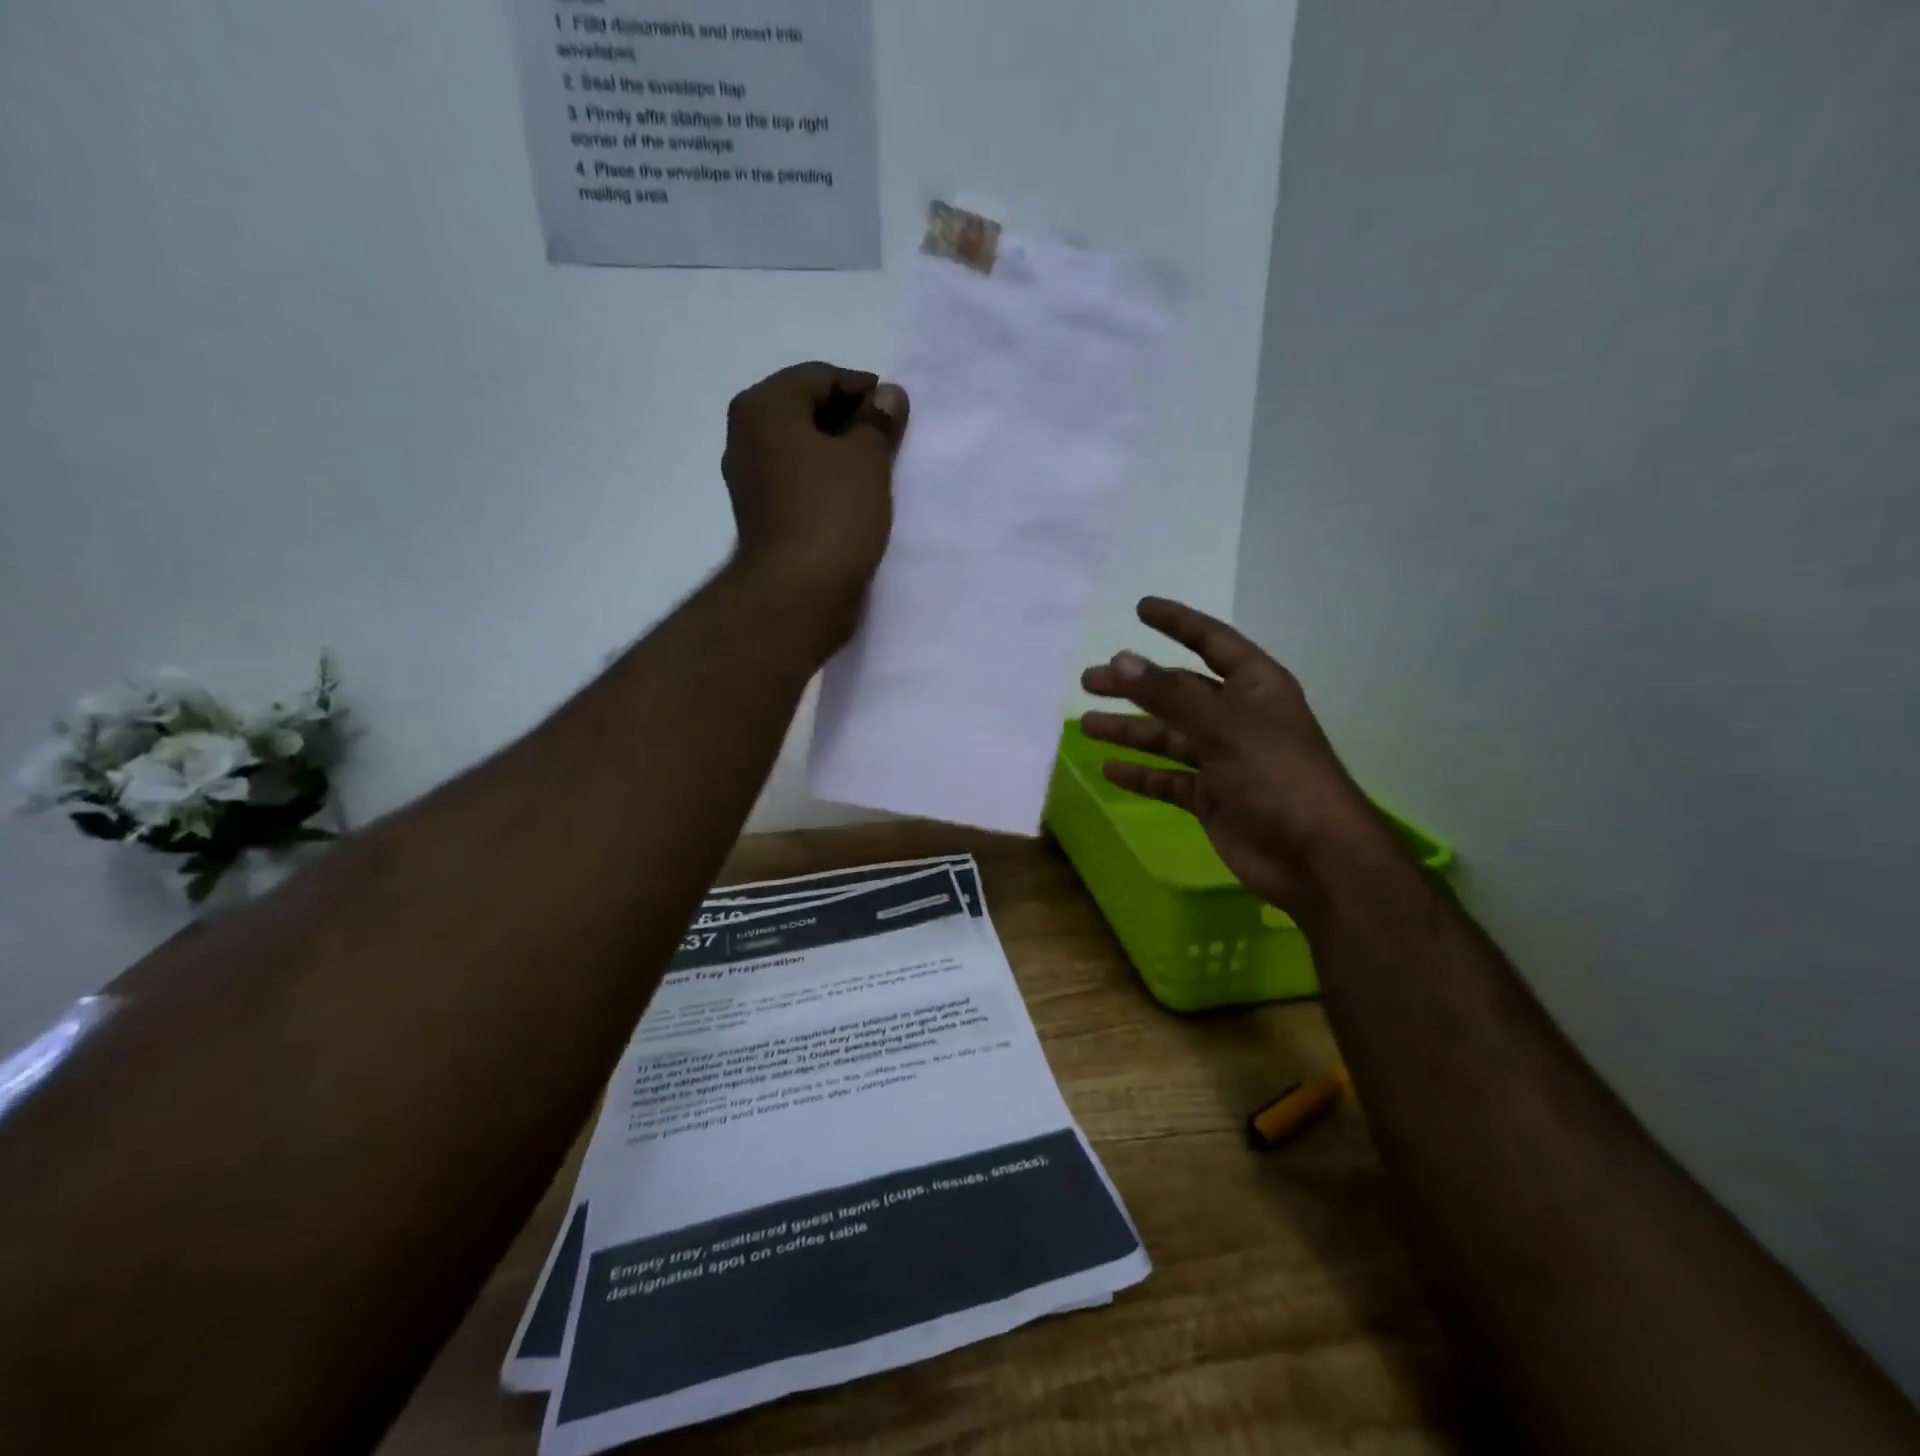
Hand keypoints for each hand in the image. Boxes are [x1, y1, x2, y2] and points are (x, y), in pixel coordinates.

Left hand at [722, 361, 909, 607]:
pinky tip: (854, 498)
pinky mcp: (762, 514)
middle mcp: (746, 436)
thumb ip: (878, 421)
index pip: (819, 377)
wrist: (797, 594)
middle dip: (850, 420)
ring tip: (877, 470)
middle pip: (806, 410)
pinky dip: (825, 480)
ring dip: (839, 453)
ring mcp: (750, 479)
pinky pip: (798, 481)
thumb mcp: (867, 458)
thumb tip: (888, 395)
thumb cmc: (832, 514)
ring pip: (802, 449)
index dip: (863, 389)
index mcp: (764, 407)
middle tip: (890, 440)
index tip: (897, 411)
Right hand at [1079, 597, 1398, 920]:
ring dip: (1130, 730)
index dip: (1178, 622)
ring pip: (1168, 736)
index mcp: (1255, 687)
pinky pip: (1169, 779)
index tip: (1141, 607)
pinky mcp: (1212, 797)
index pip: (1212, 642)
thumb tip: (1120, 660)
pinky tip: (1110, 769)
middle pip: (1178, 691)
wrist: (1313, 857)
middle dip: (1135, 685)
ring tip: (1087, 724)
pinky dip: (1142, 774)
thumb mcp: (1224, 726)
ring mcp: (1224, 759)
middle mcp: (1238, 717)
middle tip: (1089, 680)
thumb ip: (1169, 694)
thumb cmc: (1277, 776)